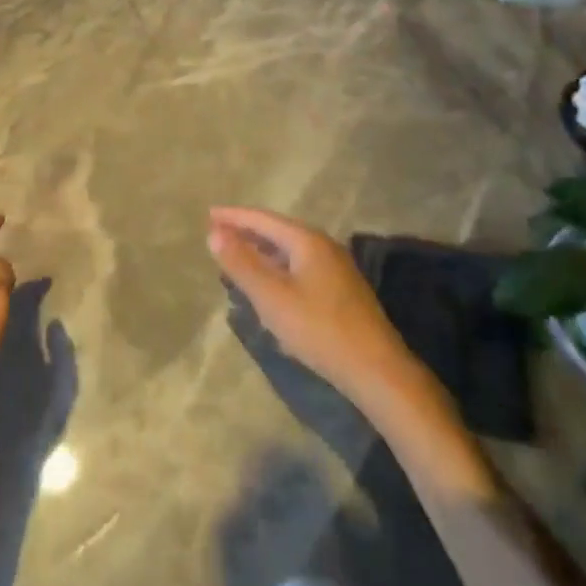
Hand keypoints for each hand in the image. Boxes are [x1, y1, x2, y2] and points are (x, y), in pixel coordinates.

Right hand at [206, 206, 410, 409]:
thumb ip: (242, 264)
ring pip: (289, 253)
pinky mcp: (340, 292)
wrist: (376, 370)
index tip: (209, 215)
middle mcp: (323, 246)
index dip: (234, 217)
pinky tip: (267, 287)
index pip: (263, 219)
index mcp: (307, 240)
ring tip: (236, 259)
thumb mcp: (272, 297)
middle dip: (246, 233)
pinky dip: (276, 270)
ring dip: (261, 253)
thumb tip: (214, 233)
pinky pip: (299, 269)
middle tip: (218, 236)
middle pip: (277, 232)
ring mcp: (335, 269)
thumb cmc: (319, 329)